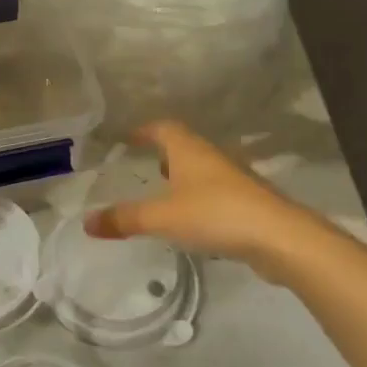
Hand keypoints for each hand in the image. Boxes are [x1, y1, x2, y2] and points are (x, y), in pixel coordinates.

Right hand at [82, 121, 310, 279]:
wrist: (280, 238)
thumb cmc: (215, 214)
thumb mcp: (162, 217)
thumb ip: (125, 219)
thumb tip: (86, 222)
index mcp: (188, 149)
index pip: (163, 128)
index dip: (144, 130)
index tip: (128, 138)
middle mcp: (211, 156)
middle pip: (184, 146)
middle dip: (164, 153)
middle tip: (144, 166)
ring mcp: (233, 179)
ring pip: (201, 169)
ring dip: (183, 176)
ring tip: (165, 194)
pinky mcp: (248, 202)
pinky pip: (215, 192)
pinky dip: (199, 199)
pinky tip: (192, 220)